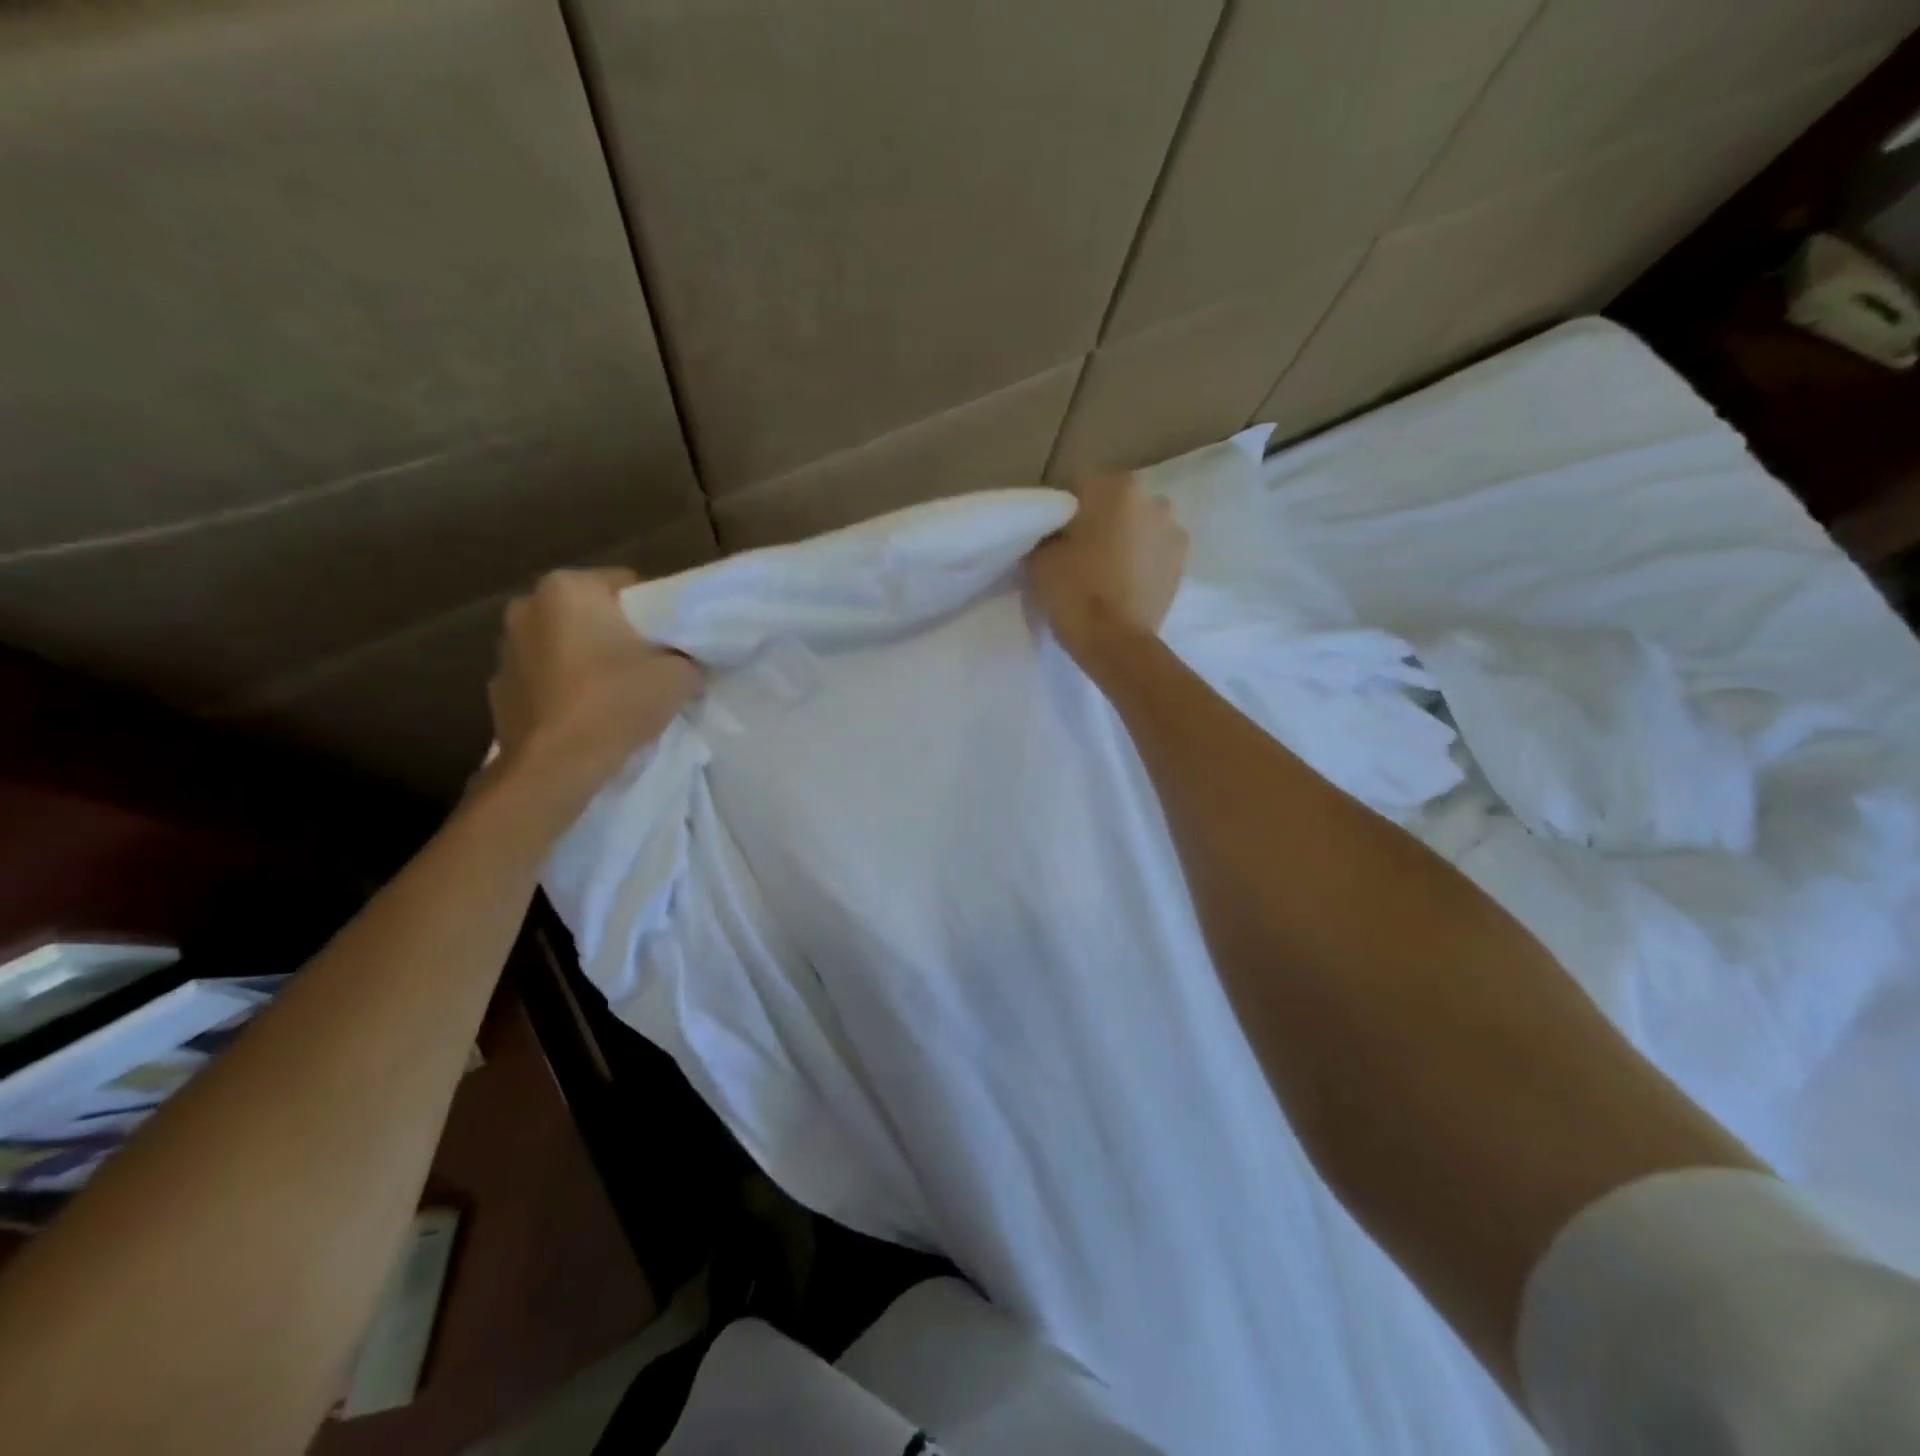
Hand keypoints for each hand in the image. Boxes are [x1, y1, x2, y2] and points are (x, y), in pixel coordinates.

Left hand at [487, 569, 701, 811]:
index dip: (657, 614)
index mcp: (568, 588)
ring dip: (588, 661)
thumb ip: (687, 659)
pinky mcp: (499, 689)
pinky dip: (566, 689)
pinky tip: (588, 716)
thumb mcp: (679, 676)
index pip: (628, 585)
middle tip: (649, 668)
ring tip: (617, 695)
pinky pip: (546, 679)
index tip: (672, 643)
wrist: (555, 767)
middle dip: (619, 635)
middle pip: (592, 614)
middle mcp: (527, 606)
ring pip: (565, 645)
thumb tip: (686, 665)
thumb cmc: (616, 703)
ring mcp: (506, 649)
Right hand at [1026, 473, 1187, 663]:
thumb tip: (1054, 532)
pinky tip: (1123, 582)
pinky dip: (1140, 560)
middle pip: (1114, 502)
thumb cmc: (1074, 592)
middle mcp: (1152, 499)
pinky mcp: (1182, 563)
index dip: (1061, 510)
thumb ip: (1047, 533)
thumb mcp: (1039, 557)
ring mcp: (1173, 531)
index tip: (1051, 534)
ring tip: (1104, 569)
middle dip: (1098, 519)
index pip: (1078, 485)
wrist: (1116, 642)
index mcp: (1115, 487)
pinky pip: (1153, 551)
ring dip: (1124, 538)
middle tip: (1077, 551)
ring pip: (1138, 525)